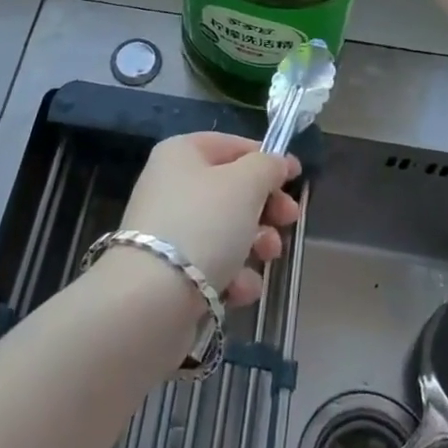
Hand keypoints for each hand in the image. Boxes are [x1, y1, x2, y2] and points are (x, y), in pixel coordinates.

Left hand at [118, 133, 300, 307]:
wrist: (151, 301)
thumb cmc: (203, 225)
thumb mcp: (245, 184)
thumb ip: (267, 166)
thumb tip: (277, 163)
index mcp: (181, 153)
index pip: (232, 145)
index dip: (266, 159)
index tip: (296, 178)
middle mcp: (171, 185)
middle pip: (232, 190)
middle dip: (265, 208)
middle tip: (289, 220)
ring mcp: (168, 230)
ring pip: (226, 230)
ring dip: (256, 243)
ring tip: (267, 256)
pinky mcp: (169, 273)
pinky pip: (212, 265)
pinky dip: (232, 276)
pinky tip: (240, 289)